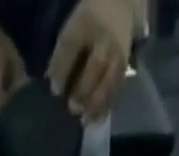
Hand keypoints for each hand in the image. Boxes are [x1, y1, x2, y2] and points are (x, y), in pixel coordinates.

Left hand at [48, 0, 135, 120]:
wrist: (120, 7)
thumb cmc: (89, 20)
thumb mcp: (73, 26)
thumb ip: (63, 53)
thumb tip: (53, 84)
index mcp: (86, 21)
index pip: (70, 44)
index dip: (61, 69)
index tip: (54, 92)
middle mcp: (105, 37)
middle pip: (96, 65)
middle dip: (83, 89)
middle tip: (73, 109)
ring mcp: (117, 53)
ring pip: (109, 80)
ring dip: (96, 104)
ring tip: (85, 121)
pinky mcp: (125, 68)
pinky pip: (116, 89)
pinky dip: (106, 107)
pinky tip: (97, 120)